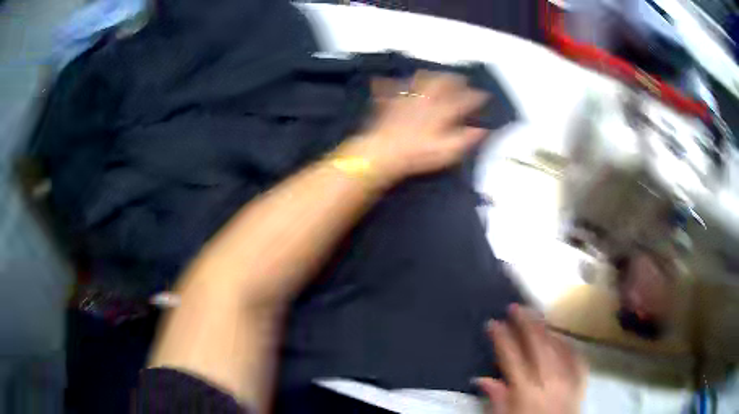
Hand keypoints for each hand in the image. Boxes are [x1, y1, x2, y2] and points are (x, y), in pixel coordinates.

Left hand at [339, 71, 488, 186]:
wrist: (384, 152)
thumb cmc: (418, 155)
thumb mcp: (448, 151)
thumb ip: (467, 138)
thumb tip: (483, 129)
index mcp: (442, 111)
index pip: (464, 100)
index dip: (476, 97)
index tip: (484, 95)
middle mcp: (427, 99)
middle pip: (443, 82)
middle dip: (455, 79)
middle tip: (462, 78)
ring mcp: (408, 98)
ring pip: (422, 79)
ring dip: (433, 75)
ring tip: (438, 74)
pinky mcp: (391, 101)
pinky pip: (395, 87)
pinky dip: (399, 82)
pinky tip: (399, 80)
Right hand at [476, 305, 586, 413]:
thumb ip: (496, 398)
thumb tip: (481, 379)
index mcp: (525, 390)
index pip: (511, 357)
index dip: (501, 337)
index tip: (493, 322)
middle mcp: (548, 380)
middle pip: (537, 344)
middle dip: (525, 323)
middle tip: (516, 307)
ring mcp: (568, 378)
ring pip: (557, 346)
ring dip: (546, 329)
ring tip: (536, 315)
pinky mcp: (581, 381)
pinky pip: (577, 357)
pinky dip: (568, 344)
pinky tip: (562, 336)